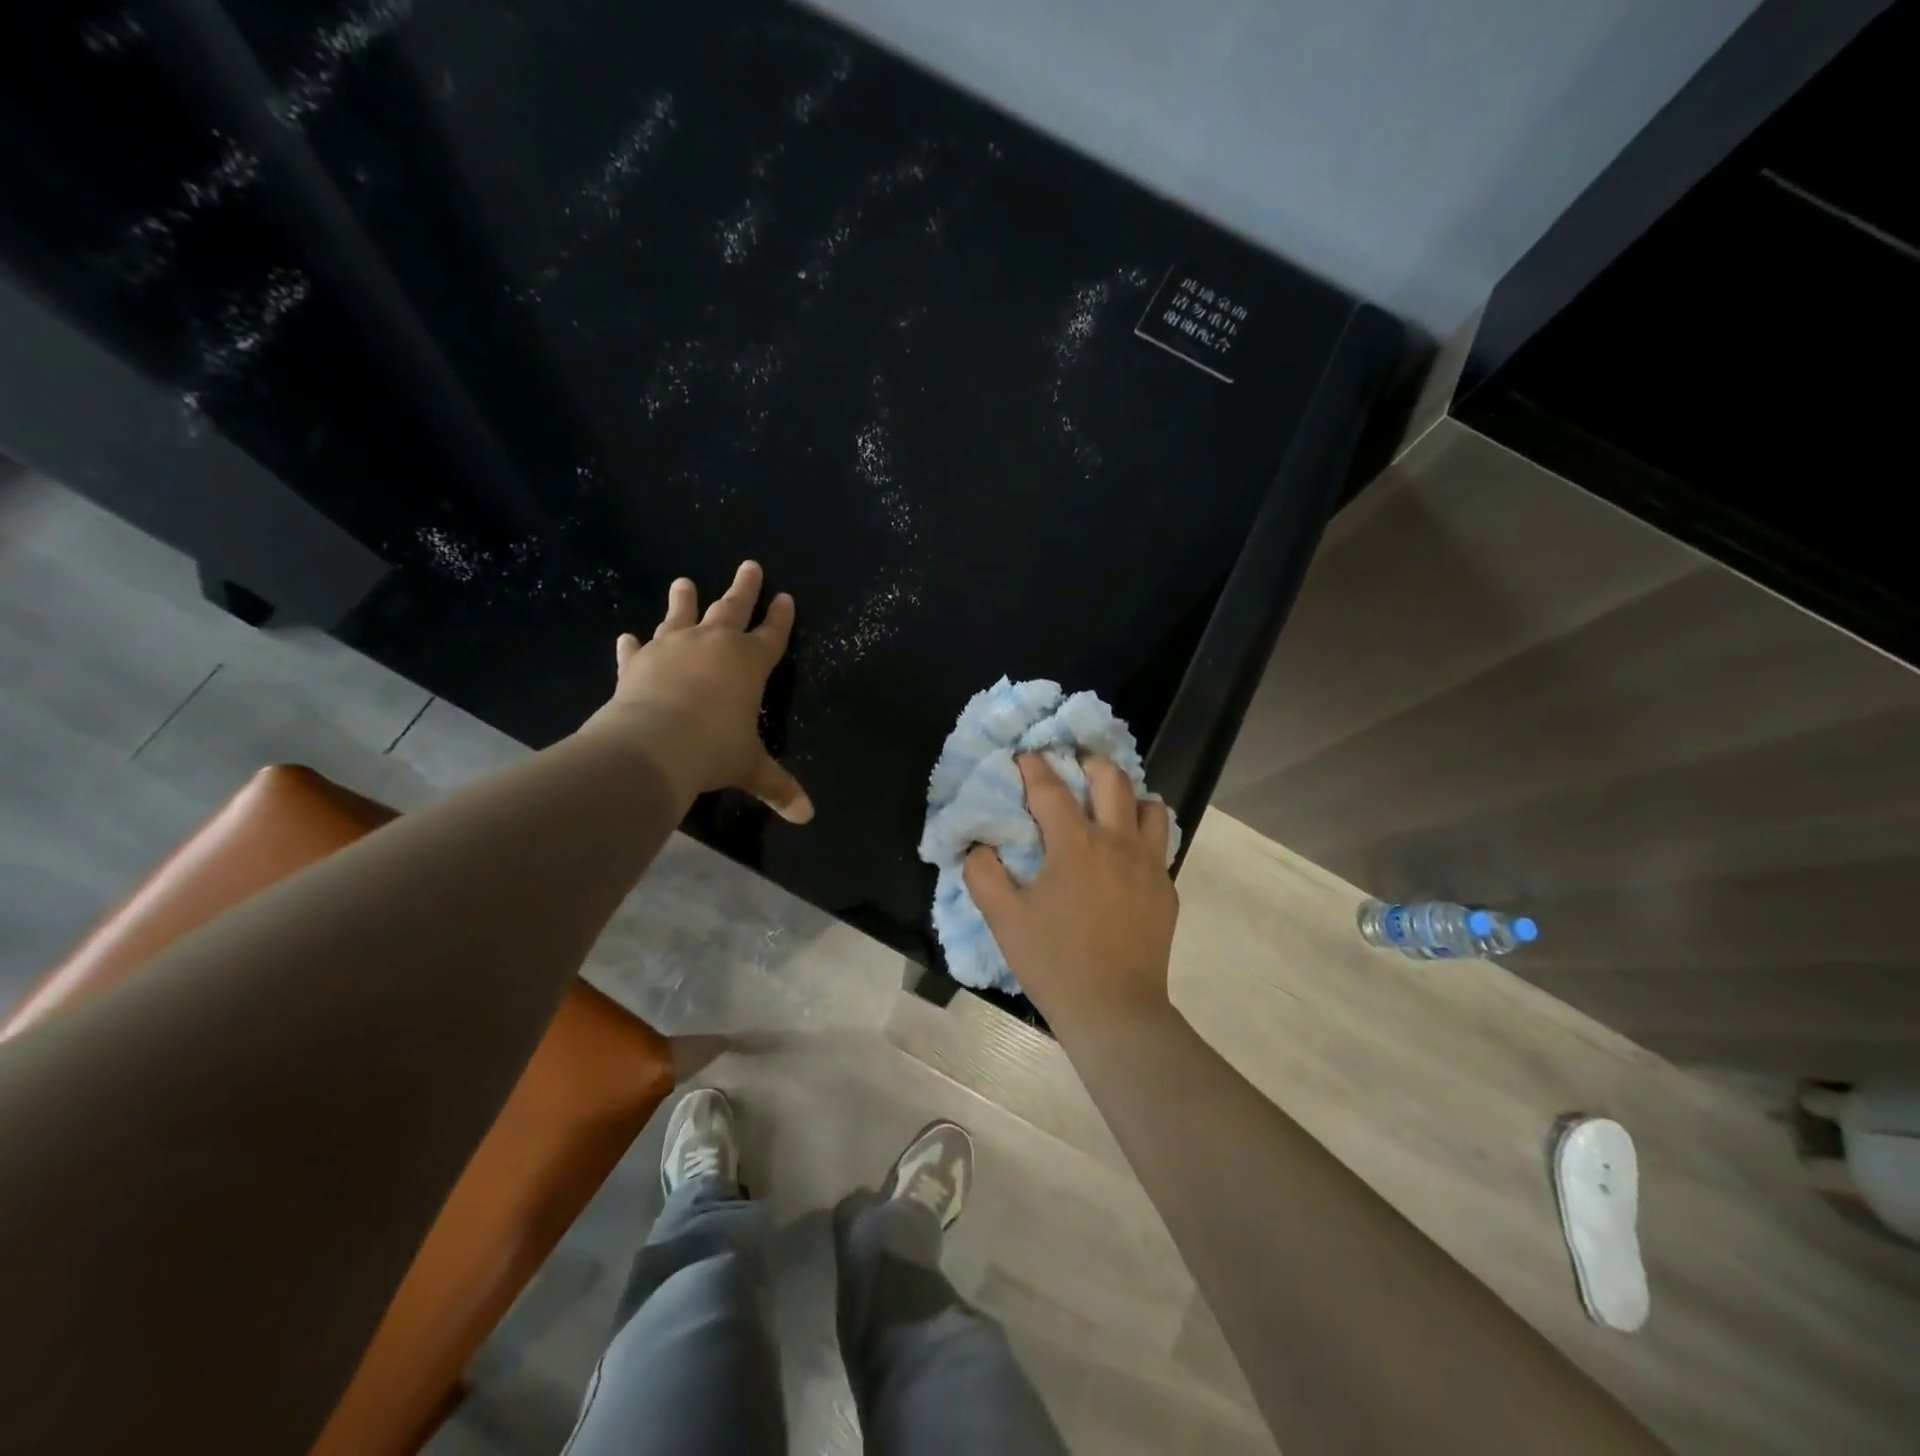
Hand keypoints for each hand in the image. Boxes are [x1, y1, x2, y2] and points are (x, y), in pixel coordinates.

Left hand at [579, 561, 812, 822]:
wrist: (652, 746)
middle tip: (749, 565)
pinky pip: (637, 650)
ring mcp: (672, 649)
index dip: (781, 618)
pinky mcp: (637, 663)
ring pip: (681, 616)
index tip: (786, 597)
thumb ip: (778, 786)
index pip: (771, 635)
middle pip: (732, 609)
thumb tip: (807, 816)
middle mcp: (713, 645)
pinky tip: (627, 637)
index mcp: (749, 663)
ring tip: (683, 581)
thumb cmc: (714, 750)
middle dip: (744, 588)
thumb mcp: (750, 769)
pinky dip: (634, 645)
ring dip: (683, 600)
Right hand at [964, 754, 1177, 1030]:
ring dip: (1128, 797)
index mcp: (1075, 844)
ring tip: (1109, 808)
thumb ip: (983, 874)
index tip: (1025, 757)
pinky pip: (1160, 845)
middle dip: (1090, 764)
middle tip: (1073, 768)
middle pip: (1112, 779)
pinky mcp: (1166, 890)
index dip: (1034, 766)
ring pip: (1150, 807)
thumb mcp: (1003, 919)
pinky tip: (1125, 856)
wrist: (1114, 1011)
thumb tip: (980, 846)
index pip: (1051, 788)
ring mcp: (1149, 865)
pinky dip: (1143, 835)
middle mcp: (1117, 842)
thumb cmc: (1053, 962)